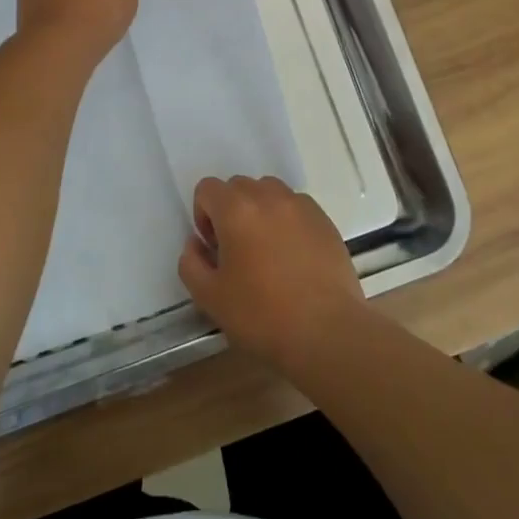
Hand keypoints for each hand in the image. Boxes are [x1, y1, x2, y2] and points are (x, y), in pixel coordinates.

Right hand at [177, 176, 368, 373]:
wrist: (327, 333)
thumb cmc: (262, 315)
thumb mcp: (209, 297)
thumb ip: (191, 263)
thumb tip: (196, 243)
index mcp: (236, 210)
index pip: (207, 188)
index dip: (203, 215)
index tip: (214, 248)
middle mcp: (269, 197)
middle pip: (238, 186)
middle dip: (230, 211)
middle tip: (237, 250)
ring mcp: (301, 206)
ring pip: (269, 192)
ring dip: (260, 210)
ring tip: (266, 249)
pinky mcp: (325, 221)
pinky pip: (296, 207)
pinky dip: (287, 220)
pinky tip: (293, 256)